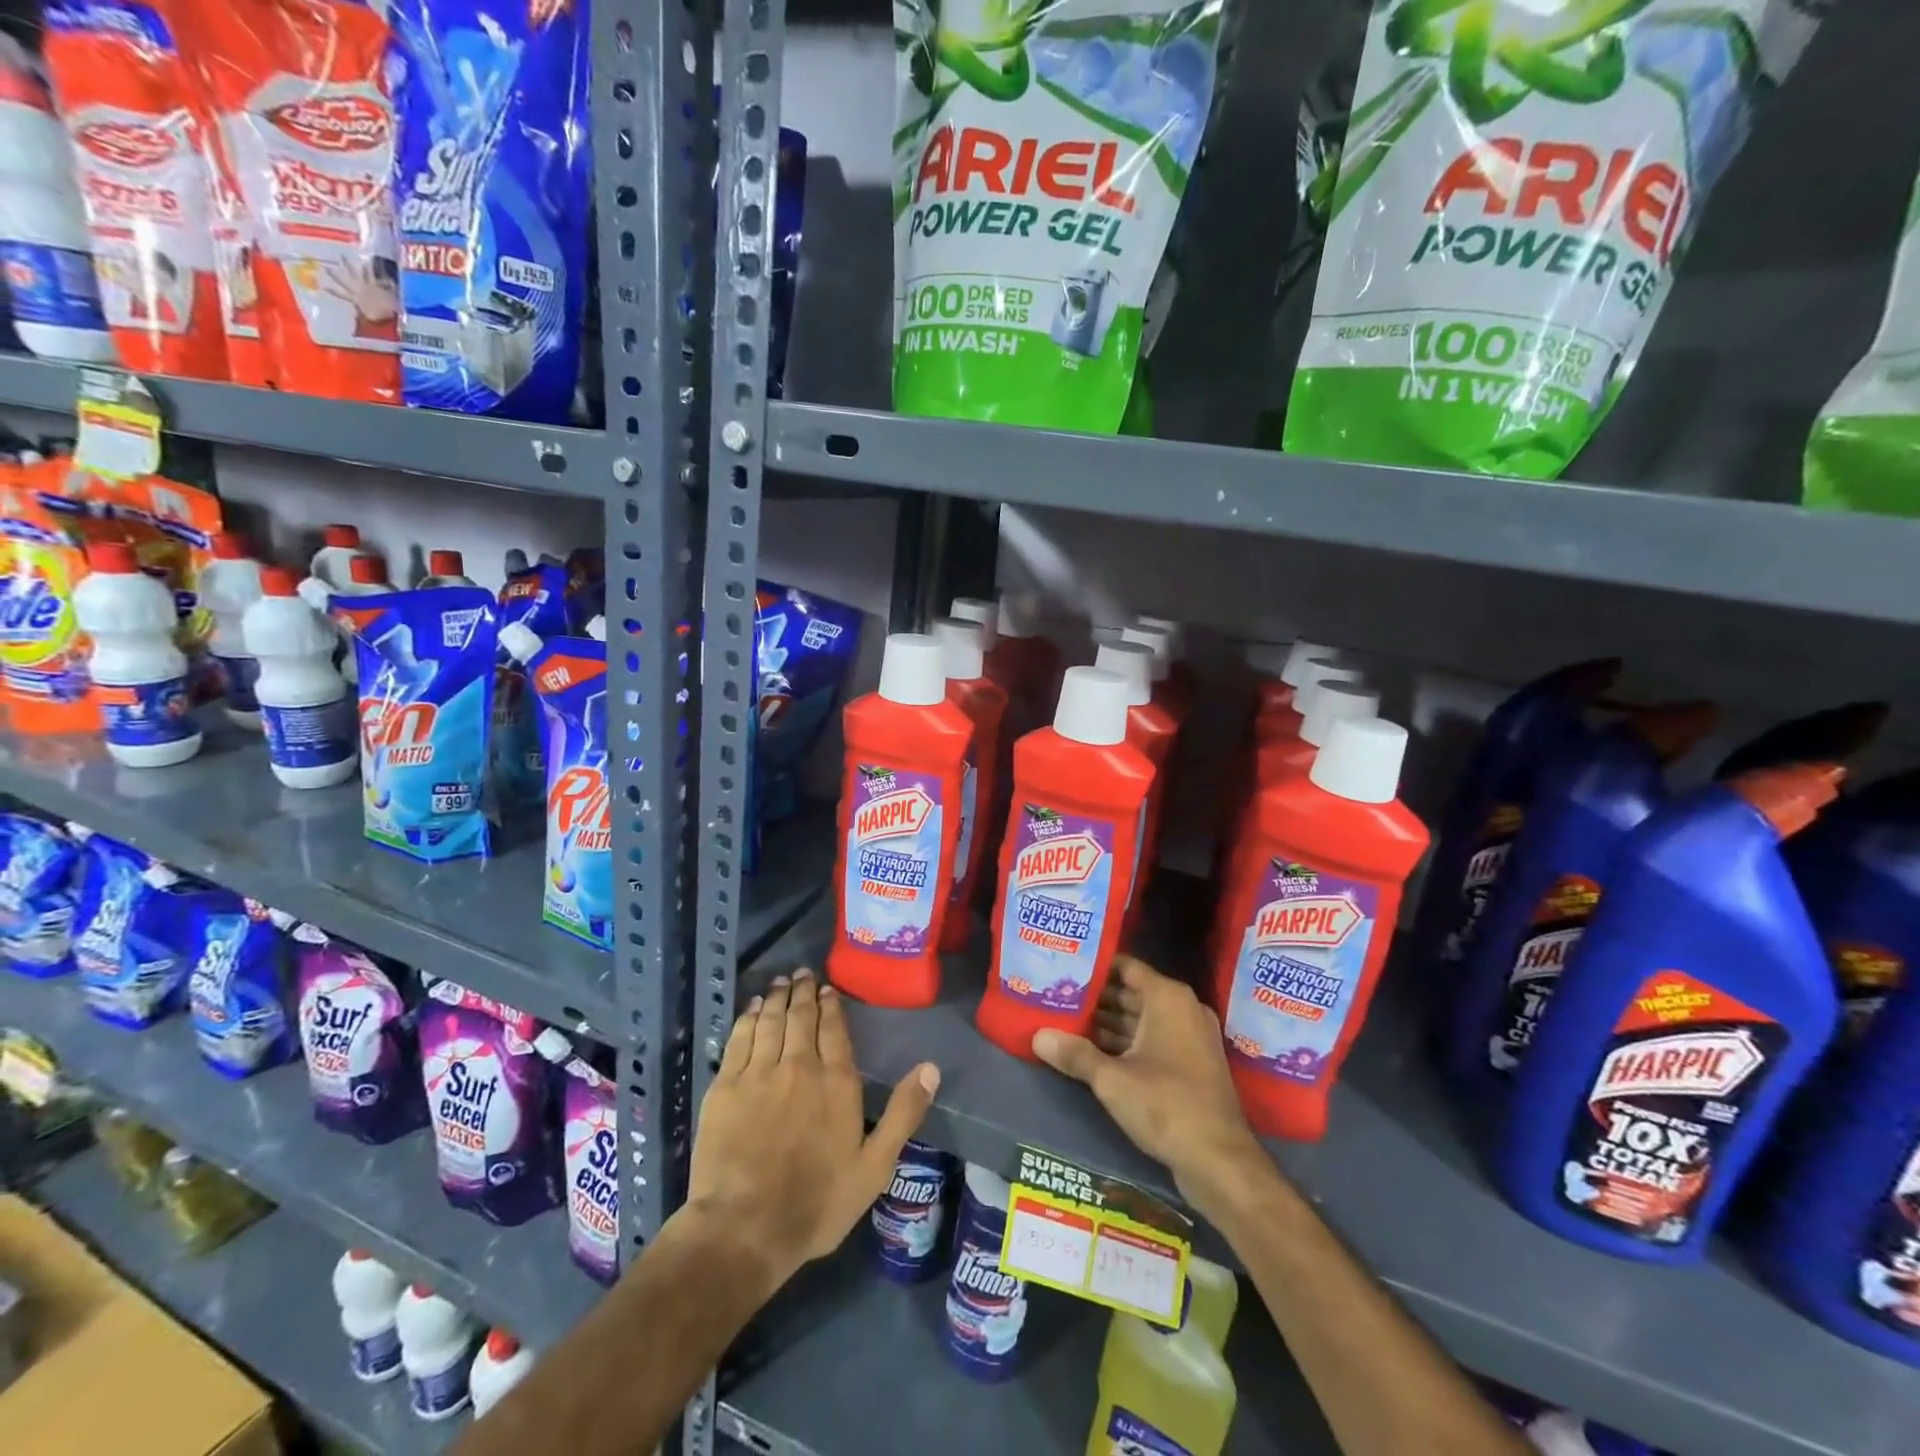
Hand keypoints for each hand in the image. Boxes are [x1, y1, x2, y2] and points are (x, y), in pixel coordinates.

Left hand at [686, 970, 939, 1294]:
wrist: (744, 1229)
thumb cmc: (816, 1203)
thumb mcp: (874, 1167)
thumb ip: (904, 1114)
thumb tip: (932, 1067)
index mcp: (837, 1082)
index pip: (835, 1029)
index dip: (832, 1005)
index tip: (828, 989)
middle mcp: (799, 1065)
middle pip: (802, 1017)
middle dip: (804, 991)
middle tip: (802, 973)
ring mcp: (759, 1072)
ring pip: (771, 1020)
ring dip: (778, 997)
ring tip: (782, 981)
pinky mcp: (726, 1085)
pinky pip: (740, 1038)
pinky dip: (749, 1017)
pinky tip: (753, 1008)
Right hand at [1032, 956, 1261, 1210]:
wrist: (1220, 1161)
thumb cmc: (1166, 1105)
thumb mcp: (1112, 1080)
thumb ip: (1075, 1054)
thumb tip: (1037, 1036)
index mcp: (1168, 998)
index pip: (1125, 967)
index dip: (1094, 966)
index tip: (1064, 967)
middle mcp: (1182, 1009)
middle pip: (1131, 992)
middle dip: (1095, 997)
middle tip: (1056, 996)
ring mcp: (1189, 1038)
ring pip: (1140, 1019)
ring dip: (1107, 1023)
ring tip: (1065, 1021)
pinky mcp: (1190, 1064)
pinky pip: (1151, 1040)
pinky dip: (1125, 1043)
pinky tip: (1091, 1051)